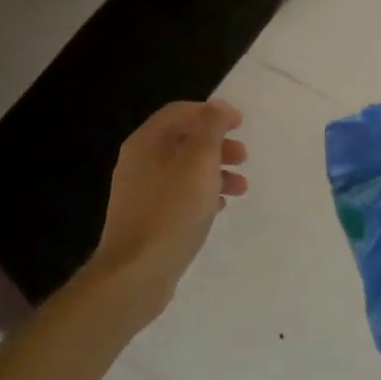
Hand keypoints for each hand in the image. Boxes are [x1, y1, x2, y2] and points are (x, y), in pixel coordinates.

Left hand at [92, 100, 247, 307]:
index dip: (212, 113)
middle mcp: (138, 162)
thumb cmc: (172, 211)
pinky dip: (201, 194)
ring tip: (241, 189)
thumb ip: (211, 129)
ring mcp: (139, 192)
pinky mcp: (146, 219)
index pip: (180, 112)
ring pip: (183, 170)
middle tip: (243, 158)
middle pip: (182, 140)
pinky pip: (178, 196)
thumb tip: (218, 107)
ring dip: (214, 172)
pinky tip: (219, 208)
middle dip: (217, 144)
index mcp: (146, 142)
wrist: (136, 272)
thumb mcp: (199, 162)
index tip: (241, 124)